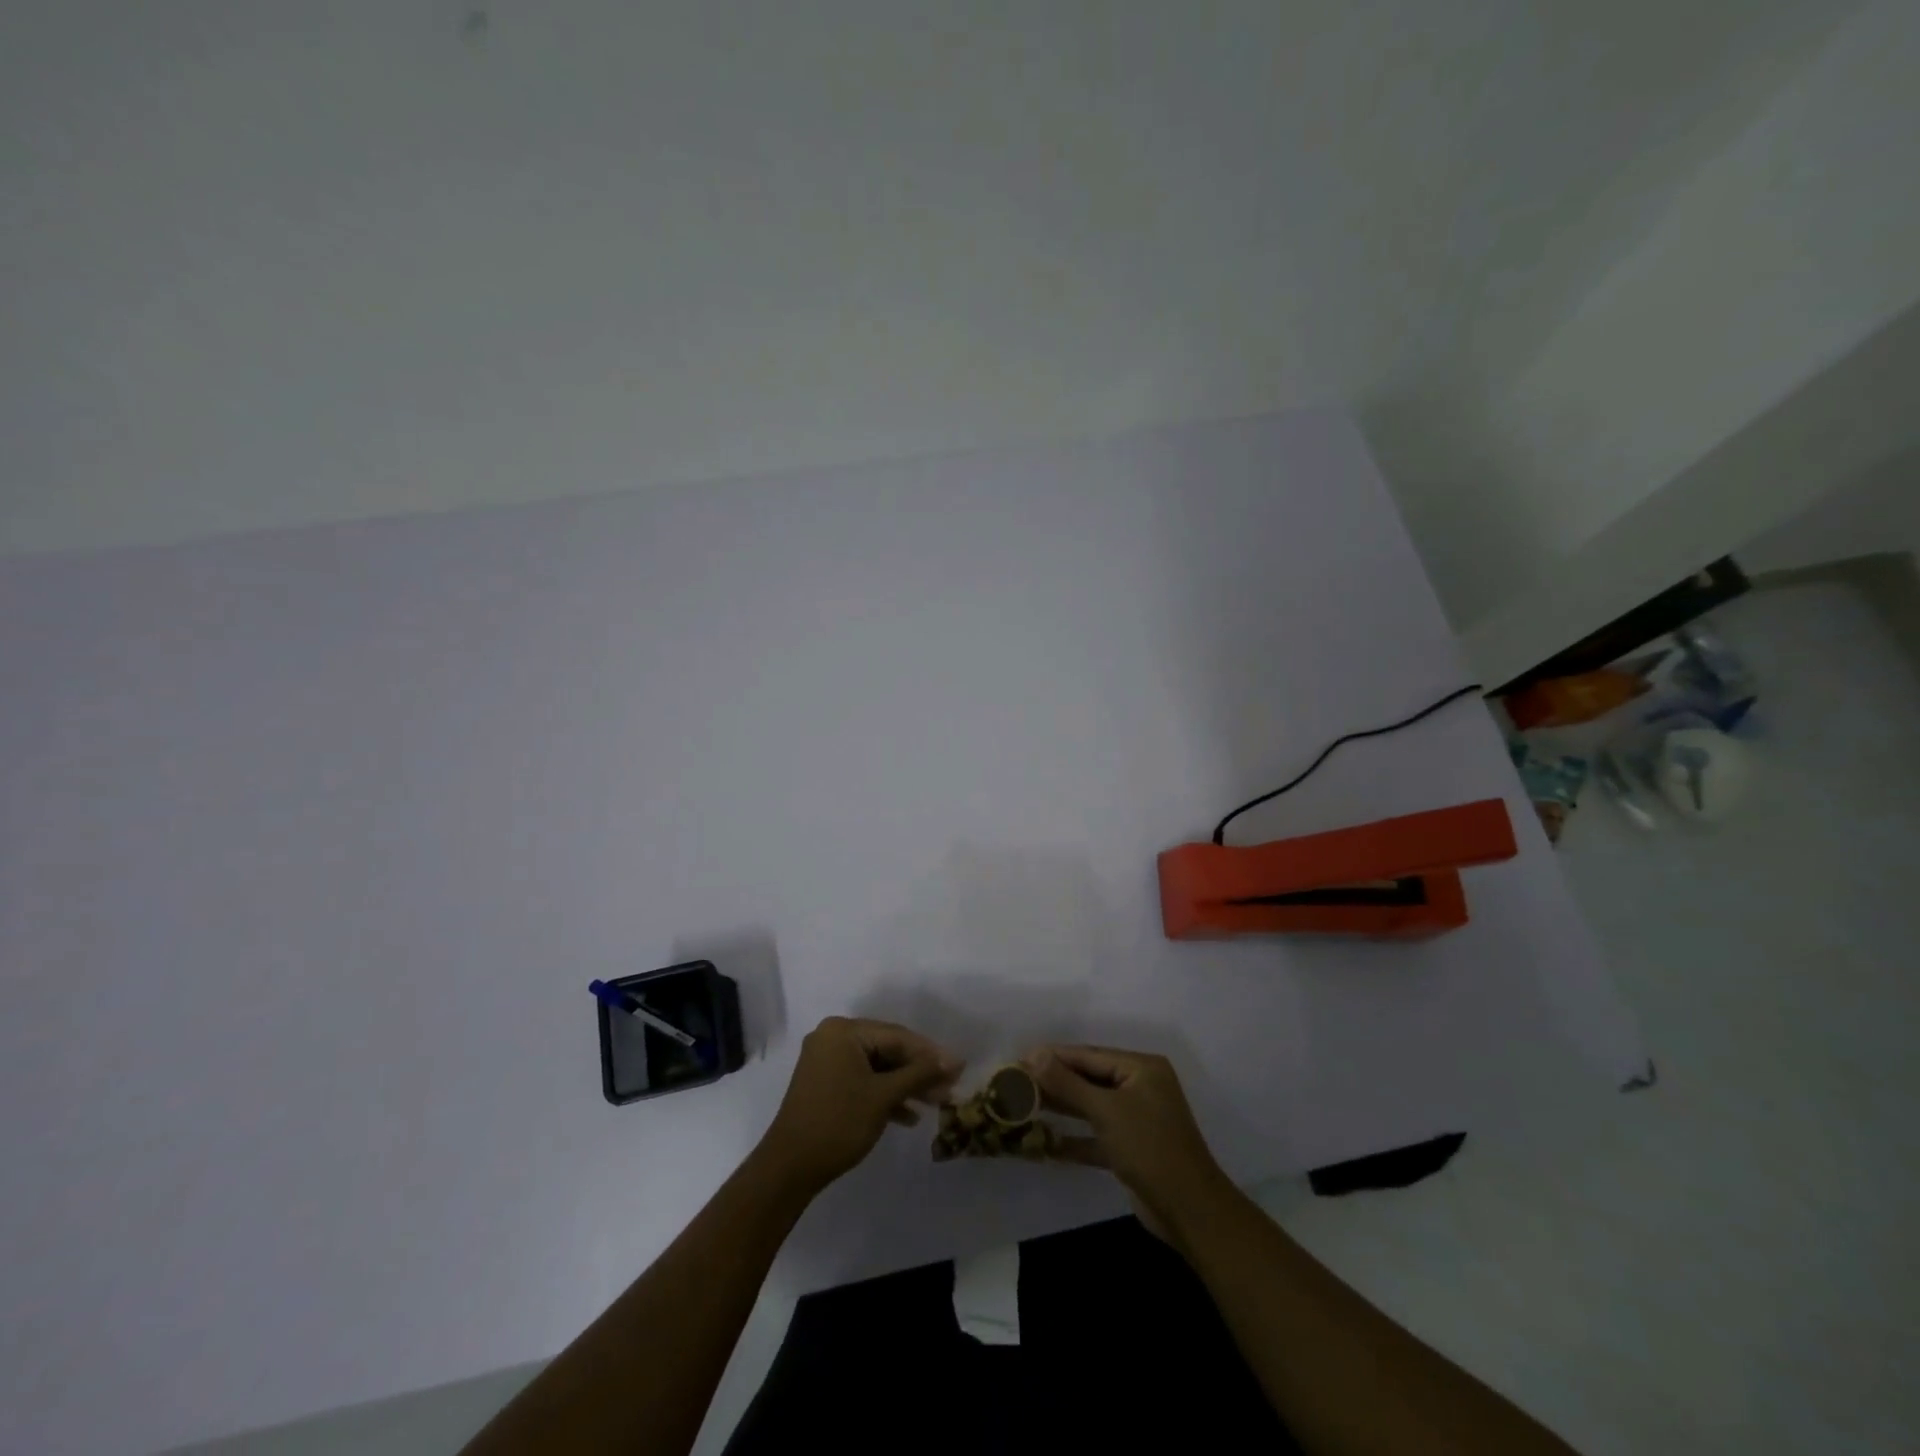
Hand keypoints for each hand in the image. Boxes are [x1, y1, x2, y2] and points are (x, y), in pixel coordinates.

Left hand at [758, 1017, 962, 1194]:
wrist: (789, 1168)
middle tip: (949, 1089)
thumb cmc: (838, 1123)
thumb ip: (919, 1074)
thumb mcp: (883, 1096)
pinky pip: (863, 1080)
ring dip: (906, 1086)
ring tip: (936, 1105)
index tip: (959, 1068)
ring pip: (878, 1067)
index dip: (930, 1054)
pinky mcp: (826, 1083)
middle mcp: (834, 1037)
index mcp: (844, 1031)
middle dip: (919, 1072)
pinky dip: (885, 1095)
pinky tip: (909, 1116)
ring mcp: (828, 1060)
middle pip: (888, 1050)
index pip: (897, 1036)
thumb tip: (954, 1060)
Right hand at [1024, 1045, 1230, 1237]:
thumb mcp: (1106, 1110)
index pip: (1089, 1055)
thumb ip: (1068, 1083)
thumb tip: (1035, 1054)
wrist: (1189, 1211)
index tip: (1020, 1058)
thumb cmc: (1149, 1147)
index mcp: (1142, 1068)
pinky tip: (1045, 1144)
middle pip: (1089, 1079)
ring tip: (1024, 1107)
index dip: (1054, 1057)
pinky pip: (1096, 1136)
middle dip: (1055, 1083)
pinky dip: (1074, 1140)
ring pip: (1091, 1107)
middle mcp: (1140, 1087)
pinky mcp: (1130, 1149)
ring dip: (1061, 1109)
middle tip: (1016, 1083)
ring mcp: (1136, 1119)